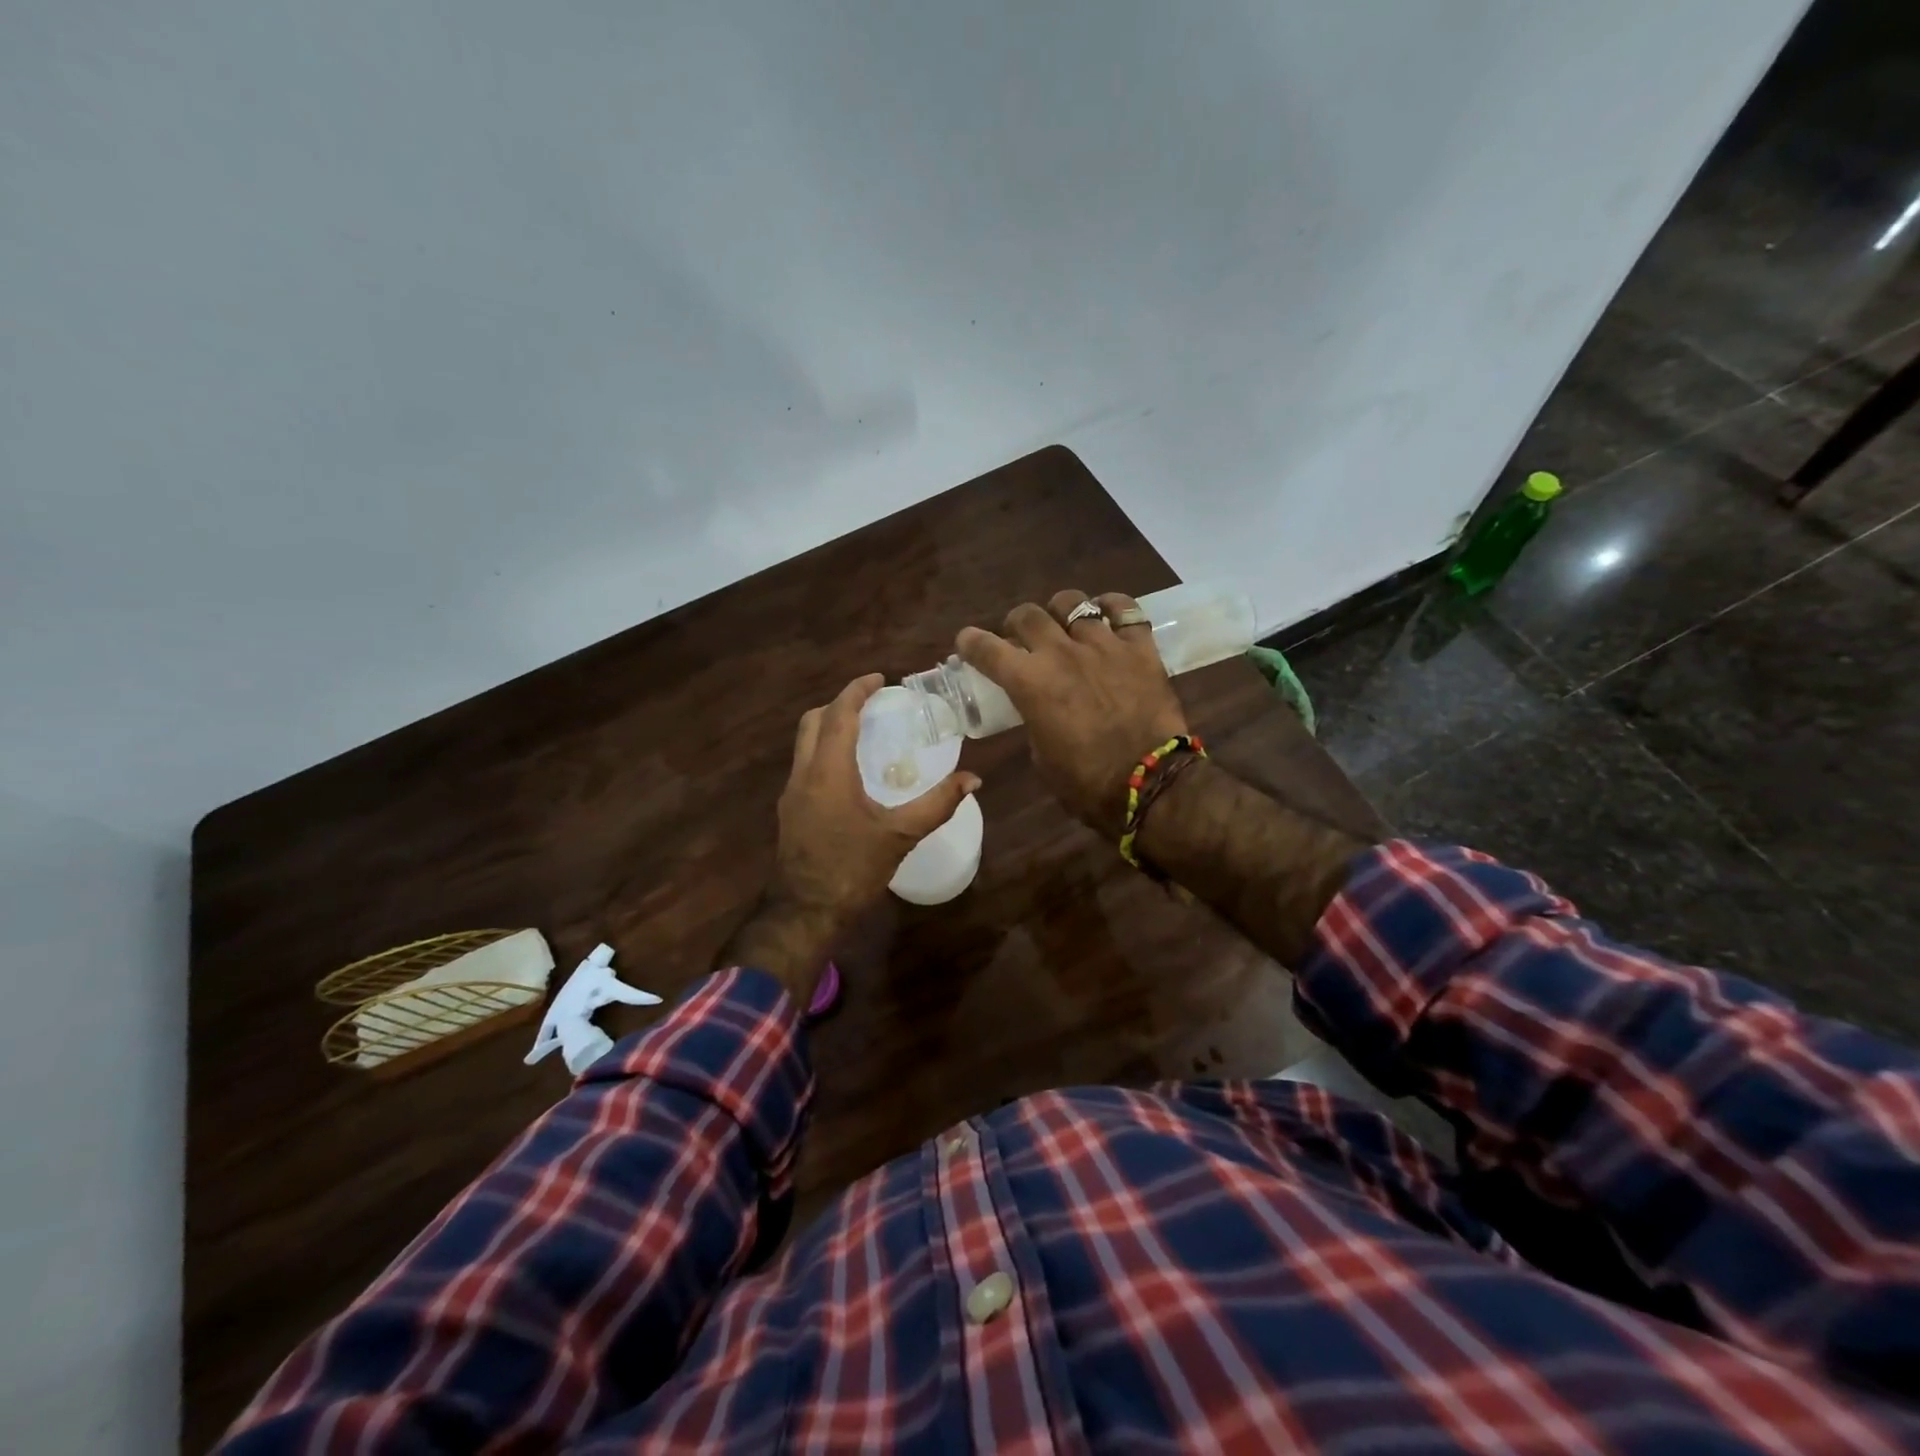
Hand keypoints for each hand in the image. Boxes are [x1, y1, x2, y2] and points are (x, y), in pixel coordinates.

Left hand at [771, 673, 980, 926]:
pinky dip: (824, 752)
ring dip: (829, 728)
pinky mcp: (789, 811)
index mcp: (828, 772)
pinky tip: (850, 772)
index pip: (839, 715)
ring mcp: (791, 793)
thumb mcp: (900, 836)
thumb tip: (973, 779)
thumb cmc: (852, 870)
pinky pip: (805, 765)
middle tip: (872, 704)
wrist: (804, 913)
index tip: (880, 679)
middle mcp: (803, 774)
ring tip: (864, 733)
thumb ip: (938, 804)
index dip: (857, 690)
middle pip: (812, 721)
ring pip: (804, 743)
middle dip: (840, 704)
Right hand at [957, 590, 1188, 835]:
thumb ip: (1034, 719)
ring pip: (1073, 603)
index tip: (967, 643)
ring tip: (1065, 626)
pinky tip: (1107, 617)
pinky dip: (1112, 607)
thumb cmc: (1086, 783)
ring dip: (1060, 613)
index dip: (970, 642)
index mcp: (1030, 683)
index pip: (987, 648)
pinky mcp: (1140, 648)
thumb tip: (1039, 707)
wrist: (1149, 784)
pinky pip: (1125, 609)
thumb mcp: (1041, 756)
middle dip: (1016, 624)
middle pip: (1028, 615)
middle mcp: (1062, 653)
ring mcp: (1104, 645)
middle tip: (1021, 639)